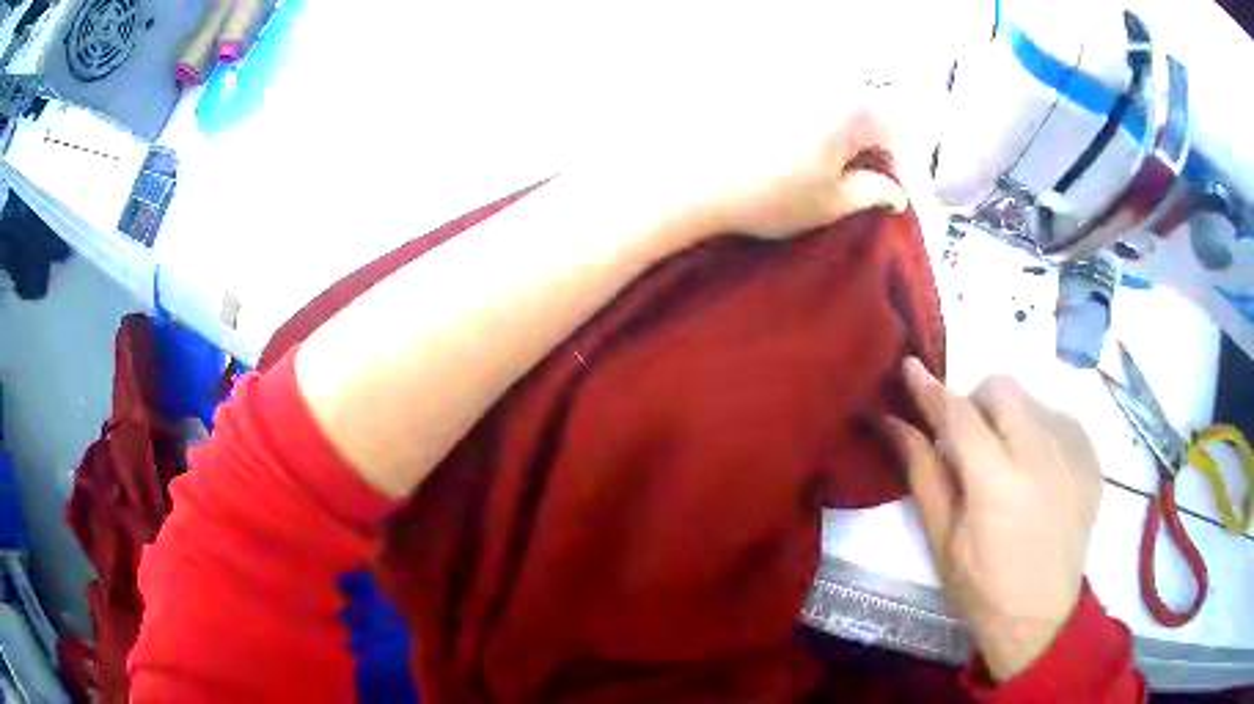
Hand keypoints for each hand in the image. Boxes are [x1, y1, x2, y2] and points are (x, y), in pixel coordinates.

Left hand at [595, 84, 915, 251]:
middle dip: (860, 135)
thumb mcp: (827, 204)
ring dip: (826, 120)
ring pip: (825, 91)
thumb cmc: (764, 196)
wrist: (686, 177)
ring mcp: (787, 70)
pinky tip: (768, 134)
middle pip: (861, 102)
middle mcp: (823, 79)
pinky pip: (789, 84)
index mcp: (852, 110)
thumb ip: (870, 194)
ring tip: (798, 154)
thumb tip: (895, 192)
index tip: (875, 178)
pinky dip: (790, 107)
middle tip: (836, 168)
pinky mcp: (753, 69)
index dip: (892, 155)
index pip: (895, 125)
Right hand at [884, 358, 1102, 682]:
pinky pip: (1057, 418)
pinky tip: (1036, 472)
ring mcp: (1072, 451)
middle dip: (975, 403)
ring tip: (1006, 463)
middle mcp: (1040, 453)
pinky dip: (1038, 432)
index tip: (910, 367)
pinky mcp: (1090, 456)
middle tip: (968, 443)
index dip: (931, 389)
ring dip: (1008, 419)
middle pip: (1001, 388)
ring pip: (1030, 400)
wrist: (1042, 616)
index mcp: (996, 482)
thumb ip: (923, 473)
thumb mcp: (942, 539)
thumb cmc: (982, 587)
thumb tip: (895, 423)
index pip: (959, 414)